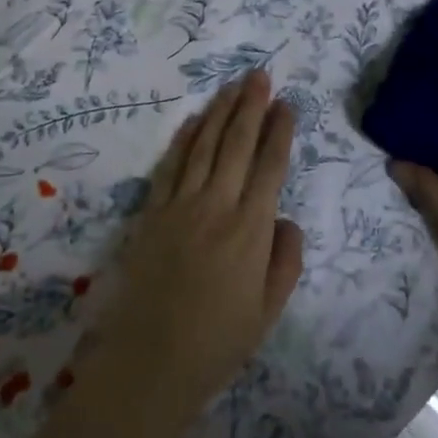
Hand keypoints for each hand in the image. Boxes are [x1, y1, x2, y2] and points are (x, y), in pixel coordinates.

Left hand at [92, 71, 304, 425]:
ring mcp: (180, 204)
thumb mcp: (267, 311)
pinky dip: (184, 138)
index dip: (279, 132)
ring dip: (219, 111)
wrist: (150, 361)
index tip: (286, 105)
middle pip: (237, 144)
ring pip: (204, 145)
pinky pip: (170, 165)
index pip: (270, 166)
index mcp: (250, 229)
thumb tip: (285, 218)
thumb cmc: (216, 343)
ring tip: (232, 86)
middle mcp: (217, 205)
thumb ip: (284, 260)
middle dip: (251, 106)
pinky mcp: (152, 211)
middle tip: (259, 75)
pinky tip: (193, 120)